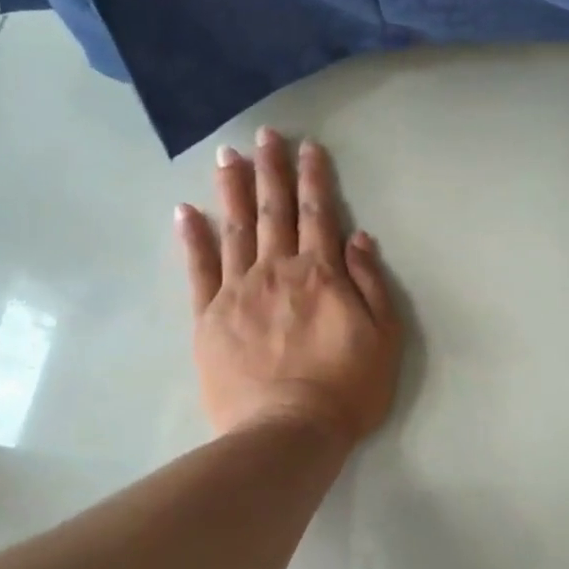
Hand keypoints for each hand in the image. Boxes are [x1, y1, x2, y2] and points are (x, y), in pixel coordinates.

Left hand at [177, 128, 401, 447]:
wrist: (288, 433)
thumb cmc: (346, 389)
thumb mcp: (384, 337)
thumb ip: (370, 282)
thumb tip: (358, 236)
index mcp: (321, 273)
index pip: (318, 213)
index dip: (314, 177)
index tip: (308, 146)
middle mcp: (278, 270)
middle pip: (275, 210)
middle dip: (271, 169)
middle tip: (264, 134)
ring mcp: (238, 291)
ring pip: (235, 229)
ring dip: (232, 189)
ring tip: (228, 156)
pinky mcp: (209, 317)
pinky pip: (199, 269)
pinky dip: (192, 238)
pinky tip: (185, 211)